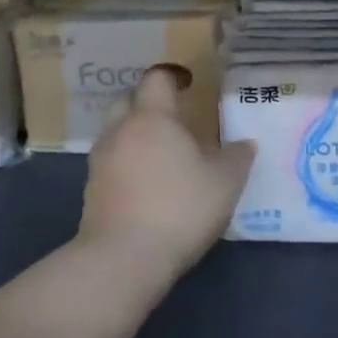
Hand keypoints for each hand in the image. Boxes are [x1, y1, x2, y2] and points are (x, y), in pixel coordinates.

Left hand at [77, 66, 255, 283]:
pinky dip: (127, 165)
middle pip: (128, 100)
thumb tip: (246, 144)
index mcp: (152, 117)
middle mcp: (121, 131)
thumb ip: (237, 158)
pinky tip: (146, 185)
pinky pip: (111, 164)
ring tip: (162, 154)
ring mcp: (100, 162)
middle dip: (147, 102)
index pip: (156, 78)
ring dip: (135, 135)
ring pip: (116, 133)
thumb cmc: (178, 208)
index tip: (189, 84)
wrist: (122, 260)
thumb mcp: (224, 183)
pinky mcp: (91, 193)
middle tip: (172, 116)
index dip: (173, 76)